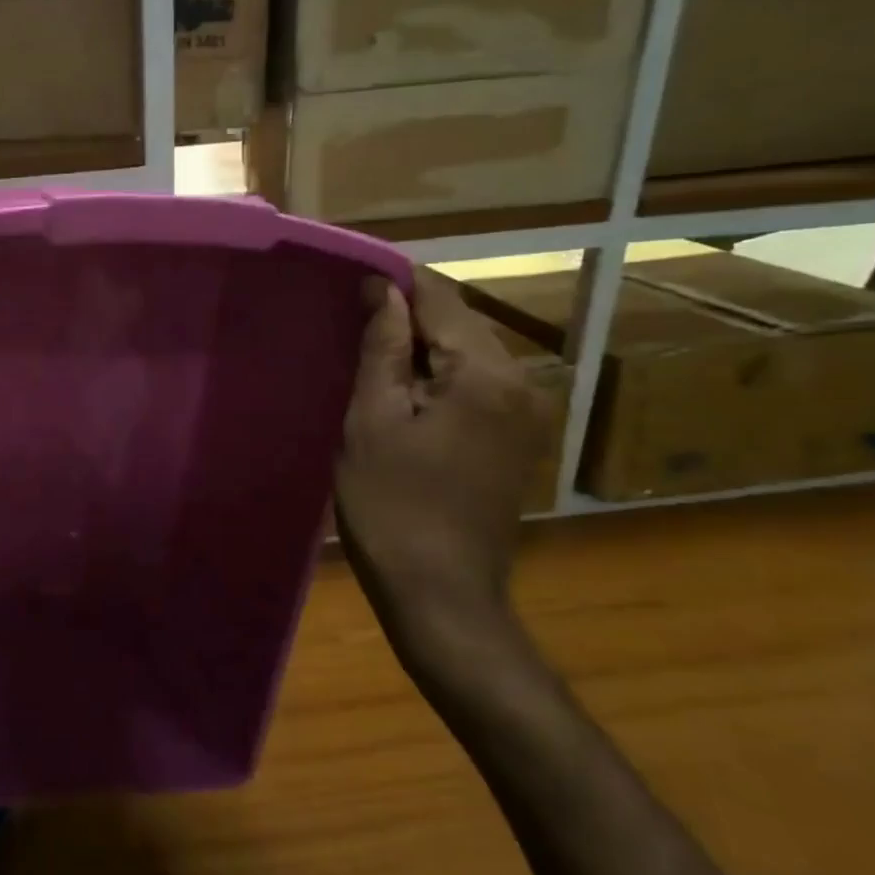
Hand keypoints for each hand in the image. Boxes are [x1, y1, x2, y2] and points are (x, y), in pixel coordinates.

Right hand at [335, 269, 541, 671]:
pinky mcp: (516, 439)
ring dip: (418, 348)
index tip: (350, 279)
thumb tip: (381, 289)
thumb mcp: (372, 420)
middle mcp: (521, 382)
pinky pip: (474, 385)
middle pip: (458, 324)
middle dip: (405, 316)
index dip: (394, 282)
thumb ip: (380, 347)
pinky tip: (399, 393)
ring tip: (366, 354)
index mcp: (486, 374)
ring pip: (466, 353)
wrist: (441, 595)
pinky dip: (436, 377)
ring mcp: (525, 413)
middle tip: (348, 321)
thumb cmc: (392, 506)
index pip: (440, 299)